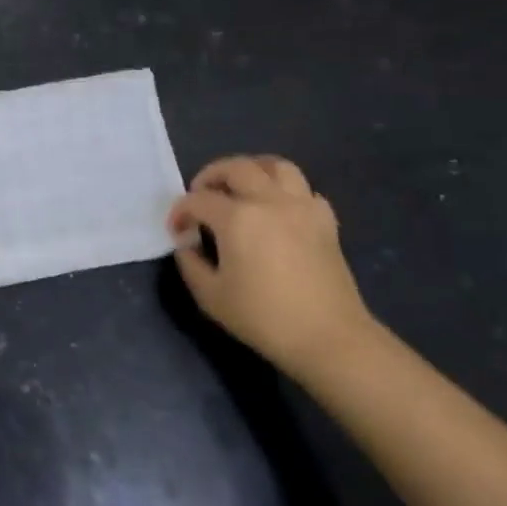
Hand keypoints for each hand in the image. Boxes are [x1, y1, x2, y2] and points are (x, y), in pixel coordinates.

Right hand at [168, 155, 375, 376]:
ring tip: (240, 188)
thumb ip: (190, 262)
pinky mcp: (326, 221)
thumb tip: (187, 242)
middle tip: (201, 195)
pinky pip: (304, 190)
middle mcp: (269, 201)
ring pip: (276, 166)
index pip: (198, 200)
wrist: (329, 339)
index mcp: (237, 218)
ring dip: (252, 170)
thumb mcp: (210, 296)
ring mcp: (302, 207)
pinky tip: (277, 210)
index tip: (177, 231)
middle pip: (236, 167)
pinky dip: (286, 191)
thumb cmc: (264, 318)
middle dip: (210, 176)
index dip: (181, 212)